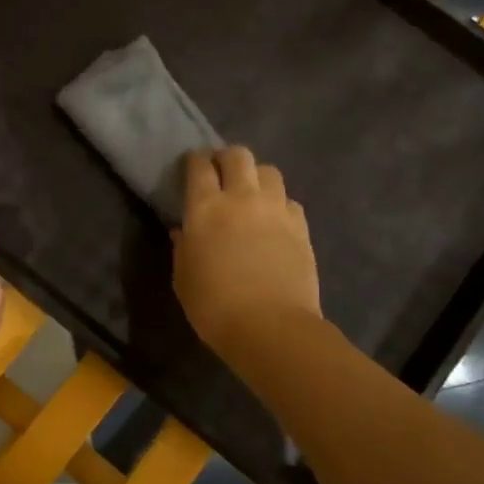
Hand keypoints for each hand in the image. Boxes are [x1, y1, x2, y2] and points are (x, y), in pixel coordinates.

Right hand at [175, 147, 320, 359]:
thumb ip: (183, 248)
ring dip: (257, 177)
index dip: (195, 161)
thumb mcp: (183, 278)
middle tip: (221, 173)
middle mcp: (242, 198)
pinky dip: (279, 203)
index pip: (199, 166)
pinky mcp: (301, 226)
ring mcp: (276, 209)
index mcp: (205, 208)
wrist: (270, 327)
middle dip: (227, 158)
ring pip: (269, 171)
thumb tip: (184, 231)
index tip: (193, 167)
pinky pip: (289, 200)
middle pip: (238, 155)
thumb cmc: (214, 306)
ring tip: (251, 194)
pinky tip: (274, 220)